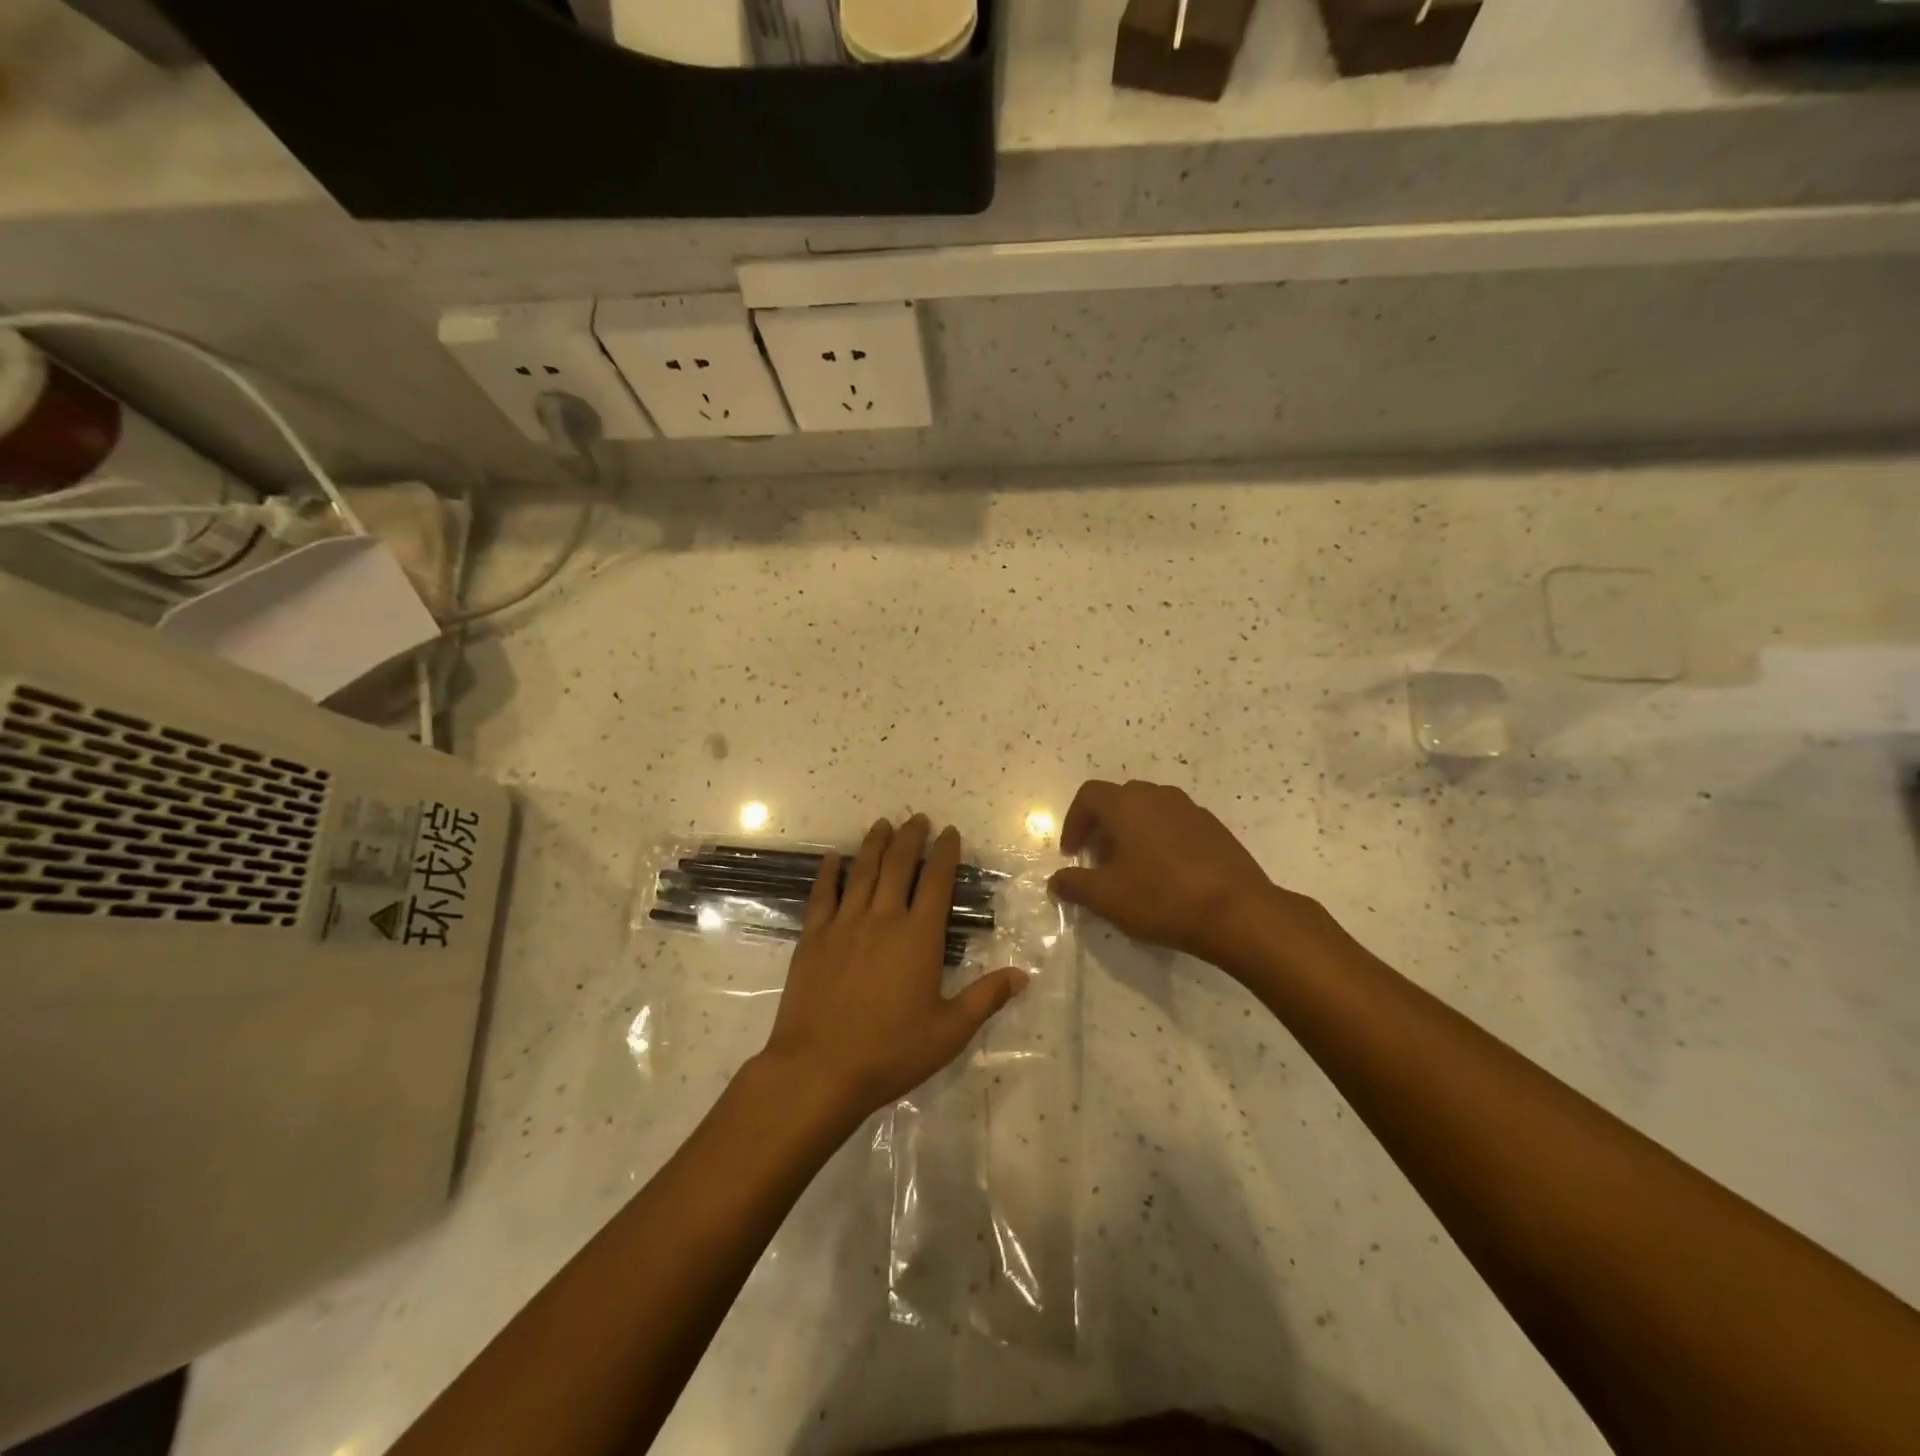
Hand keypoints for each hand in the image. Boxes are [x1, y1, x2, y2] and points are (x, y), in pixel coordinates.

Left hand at [758, 815, 1026, 1123]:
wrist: (818, 1068)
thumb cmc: (890, 1052)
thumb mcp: (949, 1032)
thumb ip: (985, 998)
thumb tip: (1023, 975)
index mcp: (919, 937)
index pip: (936, 882)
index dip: (945, 853)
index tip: (950, 832)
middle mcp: (883, 919)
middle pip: (898, 865)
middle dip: (911, 838)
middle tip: (918, 818)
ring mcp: (844, 925)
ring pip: (862, 872)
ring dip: (874, 844)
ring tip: (882, 824)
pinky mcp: (813, 938)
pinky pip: (822, 895)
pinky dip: (829, 873)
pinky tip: (833, 858)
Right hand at [1048, 779, 1289, 962]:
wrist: (1238, 912)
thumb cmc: (1162, 898)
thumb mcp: (1107, 897)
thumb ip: (1075, 885)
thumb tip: (1056, 881)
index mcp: (1128, 804)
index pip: (1089, 796)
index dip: (1073, 822)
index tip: (1072, 854)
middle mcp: (1159, 797)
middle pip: (1119, 800)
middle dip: (1102, 828)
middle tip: (1099, 862)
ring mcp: (1191, 810)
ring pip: (1149, 811)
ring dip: (1132, 833)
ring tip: (1131, 870)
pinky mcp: (1215, 829)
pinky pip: (1175, 825)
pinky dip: (1159, 840)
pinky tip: (1166, 876)